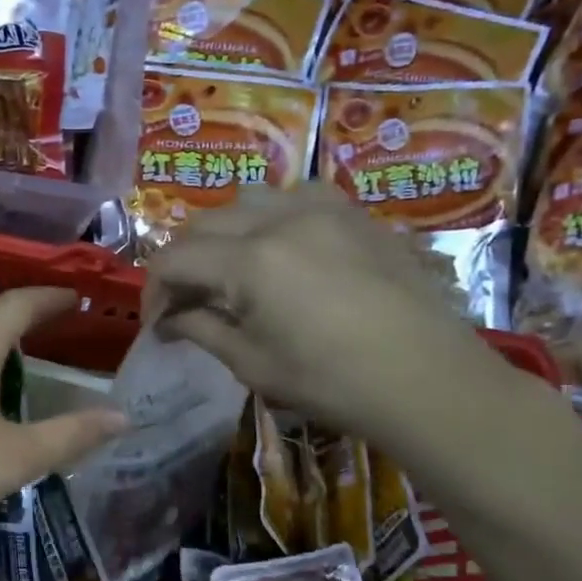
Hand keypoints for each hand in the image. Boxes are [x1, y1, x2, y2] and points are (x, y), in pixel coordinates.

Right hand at [145, 186, 517, 455]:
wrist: (428, 380)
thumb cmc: (332, 383)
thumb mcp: (253, 364)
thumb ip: (202, 329)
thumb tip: (169, 320)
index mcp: (249, 261)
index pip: (174, 259)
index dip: (153, 291)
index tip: (157, 324)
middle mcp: (280, 219)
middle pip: (203, 223)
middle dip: (182, 262)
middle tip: (185, 302)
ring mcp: (322, 209)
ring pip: (247, 201)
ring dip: (222, 234)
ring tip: (228, 271)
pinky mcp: (354, 214)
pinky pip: (295, 198)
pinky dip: (269, 218)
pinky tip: (279, 250)